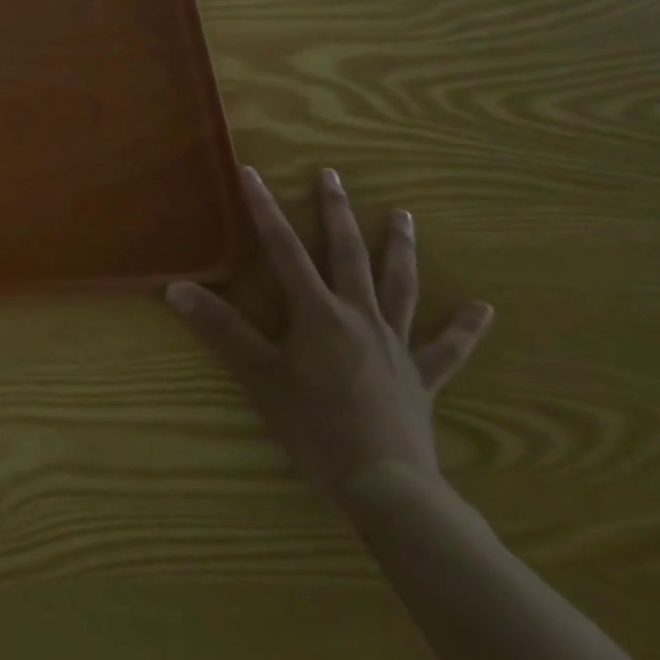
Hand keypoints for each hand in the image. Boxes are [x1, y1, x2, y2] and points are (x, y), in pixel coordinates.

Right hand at [166, 166, 491, 512]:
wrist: (386, 485)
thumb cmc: (316, 428)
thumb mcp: (260, 376)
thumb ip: (222, 329)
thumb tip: (176, 288)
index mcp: (318, 313)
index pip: (284, 250)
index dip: (265, 210)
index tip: (253, 174)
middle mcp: (359, 317)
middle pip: (347, 254)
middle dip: (336, 212)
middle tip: (332, 175)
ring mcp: (395, 345)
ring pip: (399, 286)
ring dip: (400, 249)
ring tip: (404, 216)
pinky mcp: (421, 377)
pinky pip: (446, 348)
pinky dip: (464, 328)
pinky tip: (483, 309)